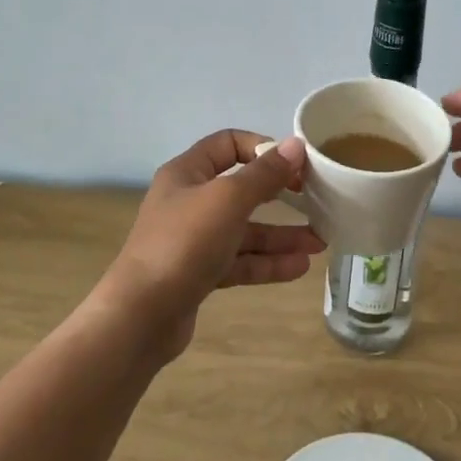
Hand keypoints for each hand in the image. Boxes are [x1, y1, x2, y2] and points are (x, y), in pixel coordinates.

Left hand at [96, 131, 324, 358]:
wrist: (141, 315)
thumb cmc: (184, 243)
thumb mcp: (229, 200)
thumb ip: (265, 174)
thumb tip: (295, 145)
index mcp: (187, 173)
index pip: (228, 144)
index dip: (262, 149)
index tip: (295, 164)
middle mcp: (189, 202)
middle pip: (241, 189)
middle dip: (280, 196)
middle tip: (316, 201)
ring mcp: (193, 240)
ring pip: (245, 231)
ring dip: (281, 235)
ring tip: (319, 243)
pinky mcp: (198, 274)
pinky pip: (239, 262)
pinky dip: (267, 263)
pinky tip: (299, 267)